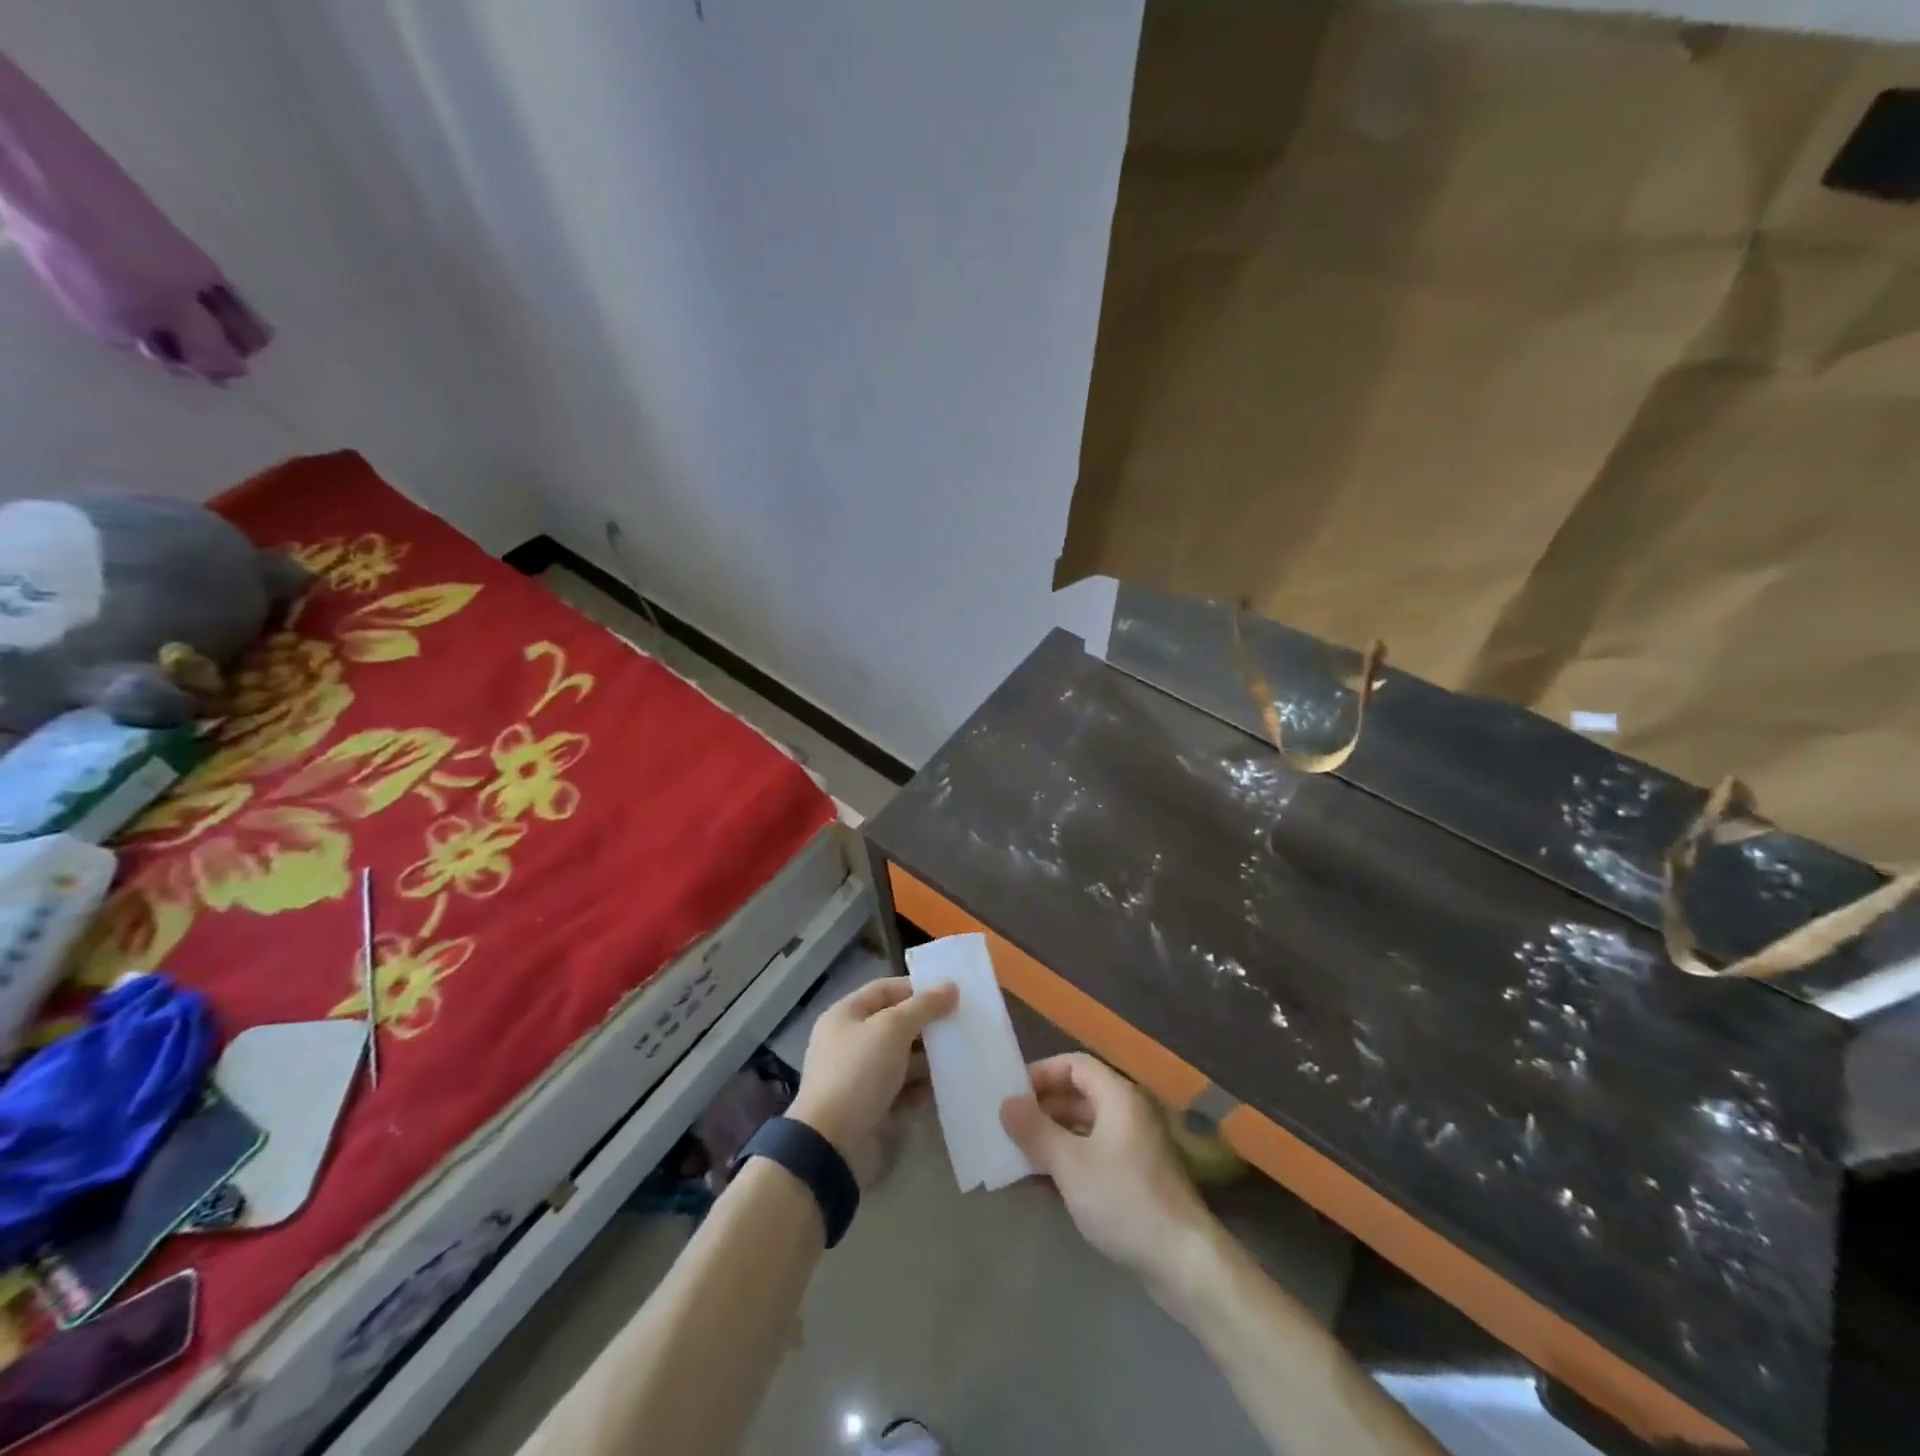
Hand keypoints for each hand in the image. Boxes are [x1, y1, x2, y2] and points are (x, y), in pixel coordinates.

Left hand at [789, 977, 956, 1185]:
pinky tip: (939, 1093)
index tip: (950, 995)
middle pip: (895, 1025)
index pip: (884, 990)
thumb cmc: (859, 1072)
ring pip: (901, 1059)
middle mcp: (850, 1042)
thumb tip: (951, 987)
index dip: (916, 989)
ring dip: (927, 1061)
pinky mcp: (871, 1108)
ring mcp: (860, 1077)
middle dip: (926, 1027)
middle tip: (960, 1028)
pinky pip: (901, 1091)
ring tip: (956, 1061)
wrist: (833, 1144)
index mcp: (846, 1016)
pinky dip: (919, 1090)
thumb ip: (923, 1006)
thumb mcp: (892, 1029)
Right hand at [1001, 1053, 1214, 1286]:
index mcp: (1118, 1096)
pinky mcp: (1135, 1179)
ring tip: (1017, 1157)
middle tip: (1008, 1127)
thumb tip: (1006, 1104)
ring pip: (1084, 1130)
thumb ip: (1035, 1130)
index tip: (1012, 1094)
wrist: (1182, 1262)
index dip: (1042, 1073)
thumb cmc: (1123, 1198)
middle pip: (1079, 1096)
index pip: (1074, 1065)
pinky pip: (1093, 1157)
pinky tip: (1041, 1187)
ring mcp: (1133, 1148)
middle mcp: (1128, 1113)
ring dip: (1051, 1140)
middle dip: (1042, 1109)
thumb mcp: (1070, 1163)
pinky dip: (1068, 1164)